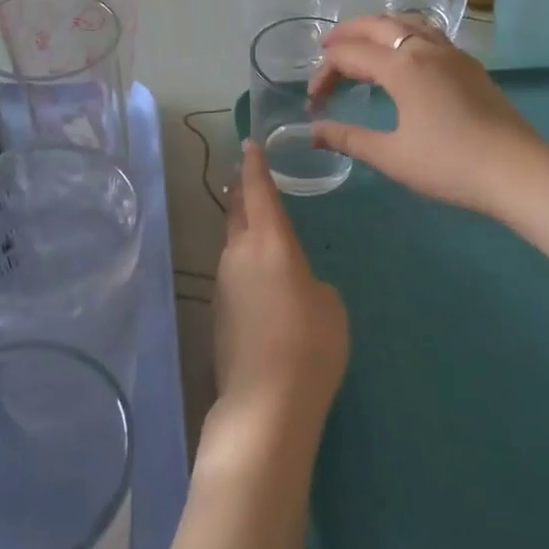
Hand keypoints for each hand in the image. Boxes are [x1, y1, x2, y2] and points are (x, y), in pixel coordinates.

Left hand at [212, 140, 348, 434]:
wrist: (266, 402)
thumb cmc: (310, 343)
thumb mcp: (329, 303)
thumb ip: (310, 280)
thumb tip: (292, 284)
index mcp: (269, 242)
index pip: (259, 191)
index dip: (255, 166)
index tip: (249, 145)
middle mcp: (239, 255)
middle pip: (238, 212)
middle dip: (243, 192)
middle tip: (248, 178)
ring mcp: (224, 285)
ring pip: (233, 244)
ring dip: (243, 230)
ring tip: (258, 228)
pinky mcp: (218, 313)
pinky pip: (233, 274)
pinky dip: (244, 265)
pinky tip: (260, 284)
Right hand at [308, 14, 545, 217]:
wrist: (517, 170)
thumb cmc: (449, 164)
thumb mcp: (392, 156)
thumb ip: (349, 138)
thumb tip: (314, 131)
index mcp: (401, 67)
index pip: (349, 56)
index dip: (324, 74)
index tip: (314, 103)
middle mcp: (424, 49)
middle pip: (377, 24)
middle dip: (346, 33)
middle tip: (325, 49)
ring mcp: (451, 53)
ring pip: (407, 22)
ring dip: (377, 28)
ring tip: (362, 44)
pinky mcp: (469, 65)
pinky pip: (428, 33)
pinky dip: (404, 34)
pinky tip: (405, 56)